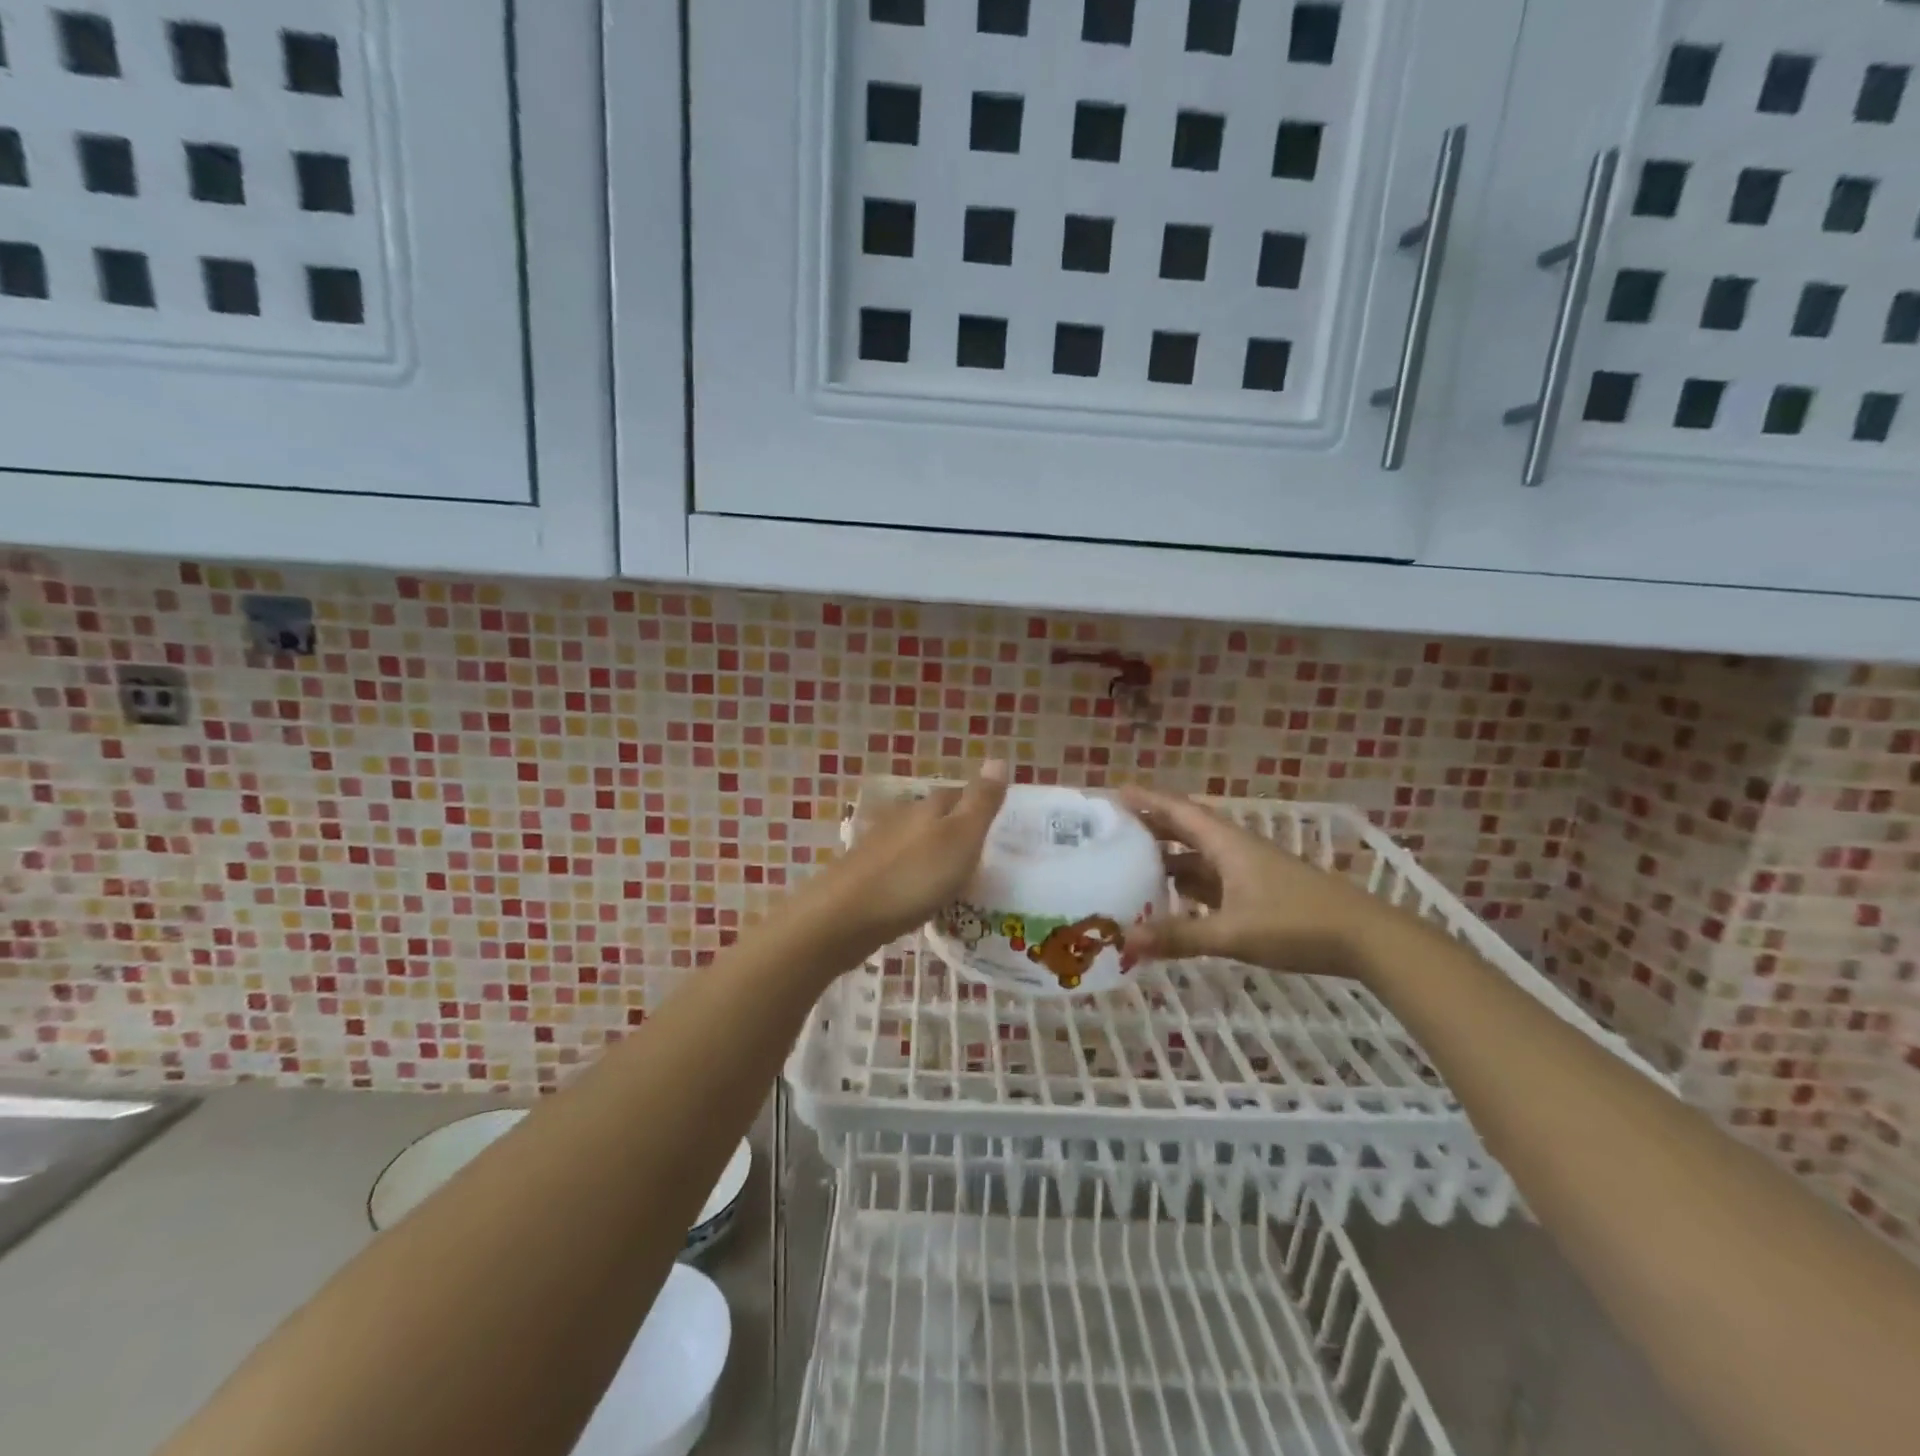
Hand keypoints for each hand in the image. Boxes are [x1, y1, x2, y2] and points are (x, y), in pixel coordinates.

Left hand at [795, 762, 1008, 960]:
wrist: (845, 916)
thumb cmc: (913, 876)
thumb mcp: (961, 838)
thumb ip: (980, 802)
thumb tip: (998, 758)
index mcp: (928, 807)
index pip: (958, 794)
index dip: (978, 806)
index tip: (999, 827)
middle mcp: (901, 818)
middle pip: (936, 818)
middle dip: (957, 833)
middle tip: (984, 859)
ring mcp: (879, 847)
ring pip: (916, 844)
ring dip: (935, 857)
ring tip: (957, 883)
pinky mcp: (865, 876)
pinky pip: (901, 870)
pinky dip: (915, 879)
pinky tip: (922, 898)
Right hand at [1117, 786, 1383, 979]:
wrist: (1364, 939)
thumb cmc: (1296, 924)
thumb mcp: (1233, 932)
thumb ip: (1180, 937)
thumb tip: (1126, 941)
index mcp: (1226, 844)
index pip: (1178, 811)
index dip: (1146, 800)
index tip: (1113, 793)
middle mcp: (1234, 849)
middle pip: (1185, 829)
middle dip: (1150, 827)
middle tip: (1112, 831)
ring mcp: (1248, 870)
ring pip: (1198, 856)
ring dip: (1168, 858)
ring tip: (1131, 866)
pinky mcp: (1259, 892)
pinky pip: (1212, 880)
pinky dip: (1188, 885)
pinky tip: (1172, 900)